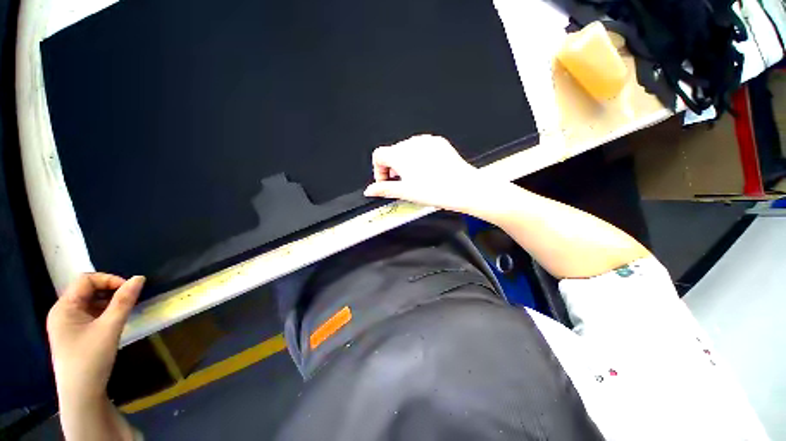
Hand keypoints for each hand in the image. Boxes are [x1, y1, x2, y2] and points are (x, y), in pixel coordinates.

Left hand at [47, 273, 144, 403]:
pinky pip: (89, 314)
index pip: (86, 280)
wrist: (81, 395)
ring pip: (89, 302)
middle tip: (130, 300)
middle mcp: (62, 312)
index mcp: (64, 307)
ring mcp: (66, 324)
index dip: (109, 280)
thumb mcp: (109, 328)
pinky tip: (114, 322)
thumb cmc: (91, 359)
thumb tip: (139, 278)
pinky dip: (104, 313)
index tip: (130, 289)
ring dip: (108, 302)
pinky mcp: (73, 334)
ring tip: (124, 311)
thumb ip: (124, 301)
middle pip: (87, 290)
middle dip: (110, 291)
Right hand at [364, 135, 493, 211]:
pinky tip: (427, 170)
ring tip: (415, 178)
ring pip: (407, 149)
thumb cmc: (437, 190)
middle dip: (392, 167)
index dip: (378, 169)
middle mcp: (412, 143)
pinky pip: (422, 147)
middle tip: (401, 183)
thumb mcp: (406, 192)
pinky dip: (419, 157)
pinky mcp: (438, 142)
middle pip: (393, 152)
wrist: (463, 188)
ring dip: (405, 162)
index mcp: (401, 154)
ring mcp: (427, 141)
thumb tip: (370, 190)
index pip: (379, 155)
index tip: (385, 181)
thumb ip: (384, 189)